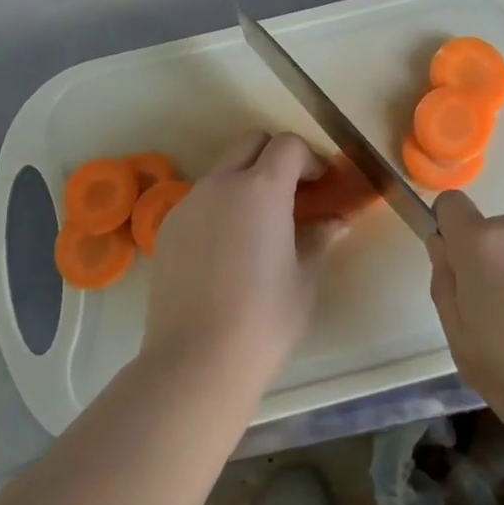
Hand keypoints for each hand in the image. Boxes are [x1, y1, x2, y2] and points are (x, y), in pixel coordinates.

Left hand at [140, 131, 327, 390]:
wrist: (196, 360)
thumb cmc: (264, 318)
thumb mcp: (304, 278)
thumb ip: (319, 239)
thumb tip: (336, 221)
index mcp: (261, 188)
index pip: (288, 146)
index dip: (310, 158)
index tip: (322, 185)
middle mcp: (220, 183)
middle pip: (251, 144)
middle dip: (276, 158)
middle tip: (294, 194)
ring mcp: (188, 204)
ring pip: (222, 171)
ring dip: (246, 181)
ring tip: (260, 226)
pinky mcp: (167, 228)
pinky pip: (200, 200)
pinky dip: (221, 206)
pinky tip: (228, 249)